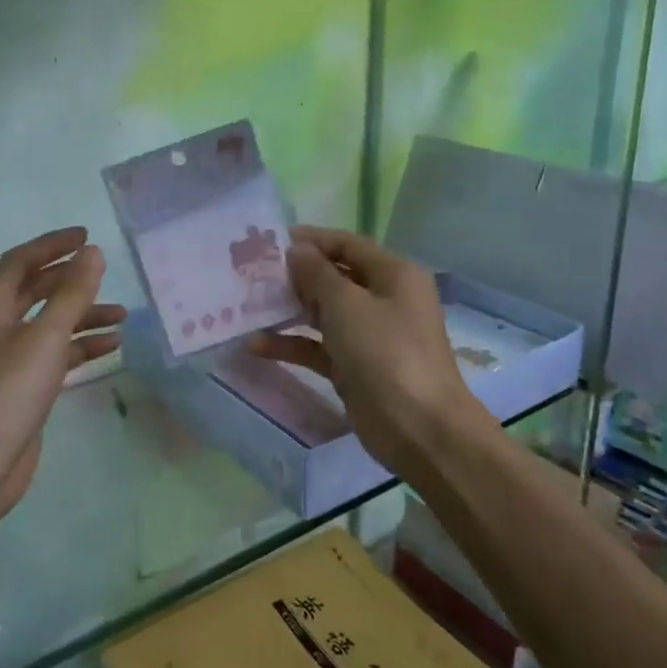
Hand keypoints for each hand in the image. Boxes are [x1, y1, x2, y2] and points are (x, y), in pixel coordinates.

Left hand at [0, 227, 124, 528]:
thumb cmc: (7, 393)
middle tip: (103, 271)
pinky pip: (53, 355)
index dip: (52, 245)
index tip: (86, 236)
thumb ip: (72, 294)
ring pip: (48, 325)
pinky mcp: (20, 388)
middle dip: (69, 280)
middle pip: (34, 291)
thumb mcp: (45, 338)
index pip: (20, 262)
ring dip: (81, 316)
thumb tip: (92, 252)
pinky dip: (79, 347)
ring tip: (122, 315)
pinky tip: (109, 347)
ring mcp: (7, 359)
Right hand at [250, 226, 492, 482]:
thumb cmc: (386, 352)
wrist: (419, 429)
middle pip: (333, 277)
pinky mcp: (354, 366)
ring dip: (288, 309)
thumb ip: (316, 273)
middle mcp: (383, 299)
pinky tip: (256, 346)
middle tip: (251, 273)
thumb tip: (296, 250)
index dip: (310, 239)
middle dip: (294, 275)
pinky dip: (292, 343)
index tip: (269, 240)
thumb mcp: (347, 304)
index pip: (347, 244)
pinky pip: (318, 346)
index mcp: (393, 274)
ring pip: (323, 312)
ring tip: (247, 305)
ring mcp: (369, 335)